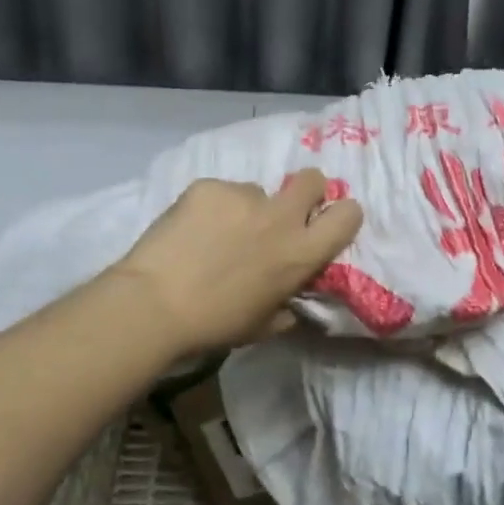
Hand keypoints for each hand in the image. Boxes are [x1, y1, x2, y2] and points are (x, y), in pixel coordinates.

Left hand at [107, 171, 363, 357]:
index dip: (340, 215)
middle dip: (304, 191)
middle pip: (312, 179)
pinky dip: (210, 208)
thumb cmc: (214, 325)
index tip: (324, 223)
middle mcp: (280, 217)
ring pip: (256, 191)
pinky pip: (220, 192)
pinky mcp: (209, 186)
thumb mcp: (263, 325)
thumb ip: (286, 306)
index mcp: (301, 253)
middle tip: (280, 213)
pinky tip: (190, 230)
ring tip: (214, 235)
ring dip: (245, 209)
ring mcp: (243, 196)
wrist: (155, 304)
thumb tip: (290, 301)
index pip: (348, 214)